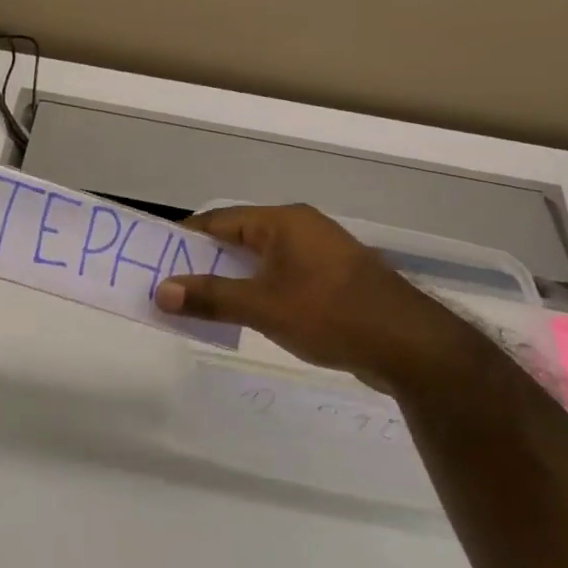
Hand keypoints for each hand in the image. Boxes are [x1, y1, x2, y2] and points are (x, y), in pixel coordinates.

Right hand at [154, 204, 483, 393]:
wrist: (413, 348)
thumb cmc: (332, 315)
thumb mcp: (262, 307)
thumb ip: (209, 297)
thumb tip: (161, 292)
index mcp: (283, 221)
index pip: (219, 220)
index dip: (184, 239)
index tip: (154, 259)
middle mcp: (301, 228)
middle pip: (238, 239)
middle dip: (203, 263)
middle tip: (170, 286)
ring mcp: (320, 254)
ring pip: (260, 261)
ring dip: (230, 280)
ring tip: (199, 303)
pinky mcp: (333, 280)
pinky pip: (281, 277)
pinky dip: (257, 291)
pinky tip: (243, 315)